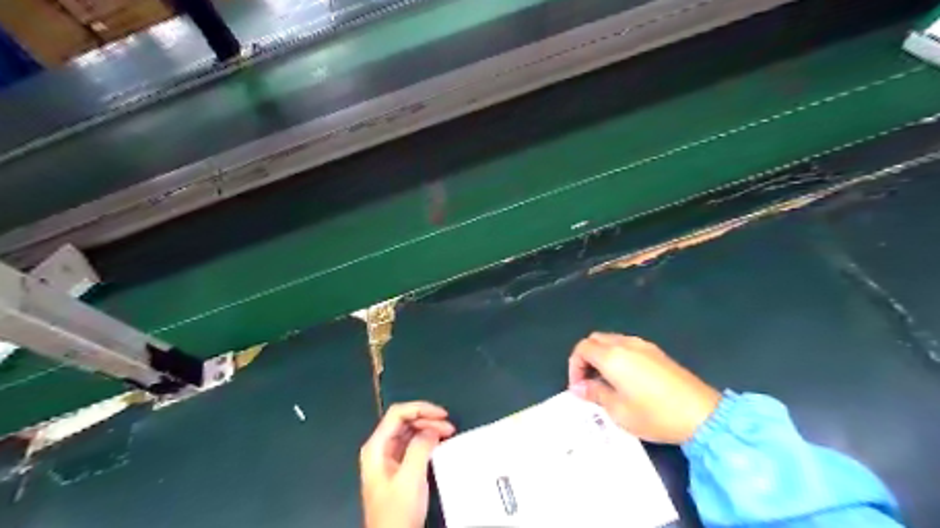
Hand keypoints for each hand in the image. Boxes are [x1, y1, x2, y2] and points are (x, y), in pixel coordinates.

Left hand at [362, 400, 455, 527]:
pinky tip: (438, 443)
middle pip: (404, 421)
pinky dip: (426, 440)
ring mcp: (387, 458)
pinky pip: (412, 445)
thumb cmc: (397, 511)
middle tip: (448, 426)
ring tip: (448, 433)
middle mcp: (380, 448)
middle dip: (427, 419)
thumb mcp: (410, 478)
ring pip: (409, 432)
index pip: (397, 414)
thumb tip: (432, 428)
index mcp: (376, 447)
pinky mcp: (397, 468)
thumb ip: (420, 447)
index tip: (442, 414)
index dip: (420, 409)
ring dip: (428, 429)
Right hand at [568, 332, 720, 442]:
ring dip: (602, 356)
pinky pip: (628, 346)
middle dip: (586, 358)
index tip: (579, 388)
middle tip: (588, 383)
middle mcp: (626, 344)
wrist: (703, 415)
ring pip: (612, 341)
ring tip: (606, 382)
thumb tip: (579, 387)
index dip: (574, 366)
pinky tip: (626, 379)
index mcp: (612, 356)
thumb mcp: (618, 411)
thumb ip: (595, 394)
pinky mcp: (657, 352)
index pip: (582, 348)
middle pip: (595, 340)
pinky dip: (618, 356)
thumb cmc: (655, 415)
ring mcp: (644, 346)